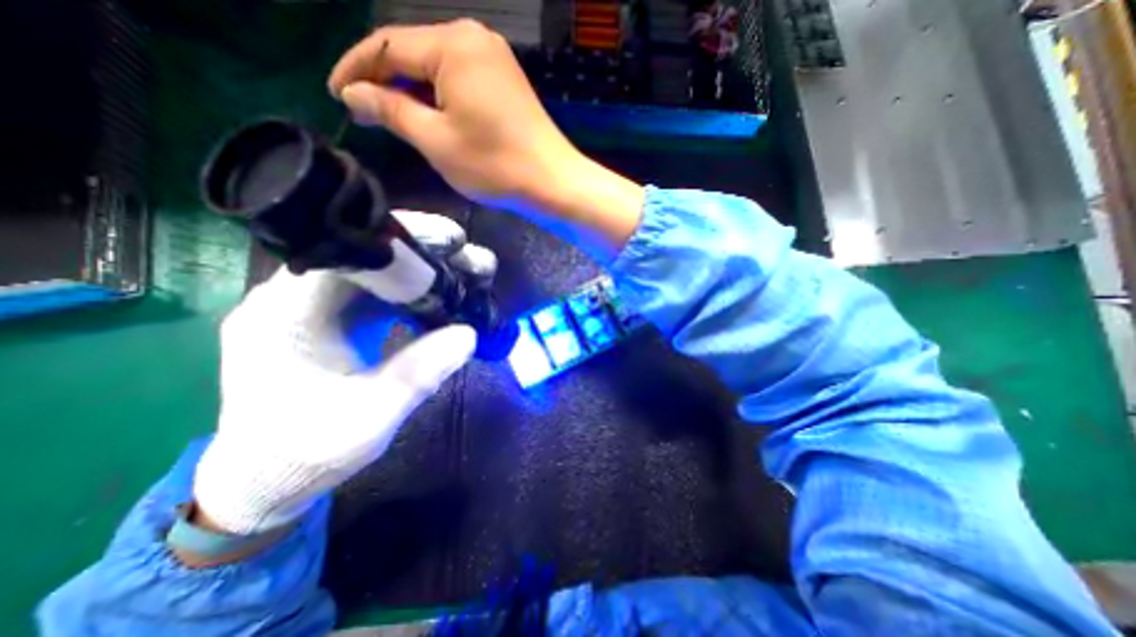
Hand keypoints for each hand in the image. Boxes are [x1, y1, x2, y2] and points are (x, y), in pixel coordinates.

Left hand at [189, 211, 491, 535]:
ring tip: (470, 273)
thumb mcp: (370, 417)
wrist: (267, 477)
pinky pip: (380, 292)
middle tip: (473, 258)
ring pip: (378, 271)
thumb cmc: (308, 452)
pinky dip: (415, 290)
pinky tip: (444, 297)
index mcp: (287, 315)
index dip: (402, 241)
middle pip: (368, 255)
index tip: (453, 241)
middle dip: (426, 252)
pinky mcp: (334, 319)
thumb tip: (470, 333)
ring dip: (426, 269)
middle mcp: (294, 298)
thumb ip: (418, 374)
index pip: (346, 253)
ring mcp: (315, 307)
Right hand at [329, 20, 646, 259]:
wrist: (552, 182)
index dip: (356, 69)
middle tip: (364, 111)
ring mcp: (494, 59)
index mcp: (452, 44)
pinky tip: (432, 116)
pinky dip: (440, 97)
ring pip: (437, 68)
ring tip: (394, 117)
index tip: (337, 96)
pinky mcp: (506, 81)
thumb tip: (354, 94)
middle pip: (413, 52)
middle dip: (385, 80)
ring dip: (413, 91)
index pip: (386, 45)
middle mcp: (474, 39)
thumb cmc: (495, 165)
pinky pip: (461, 80)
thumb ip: (391, 110)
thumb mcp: (436, 140)